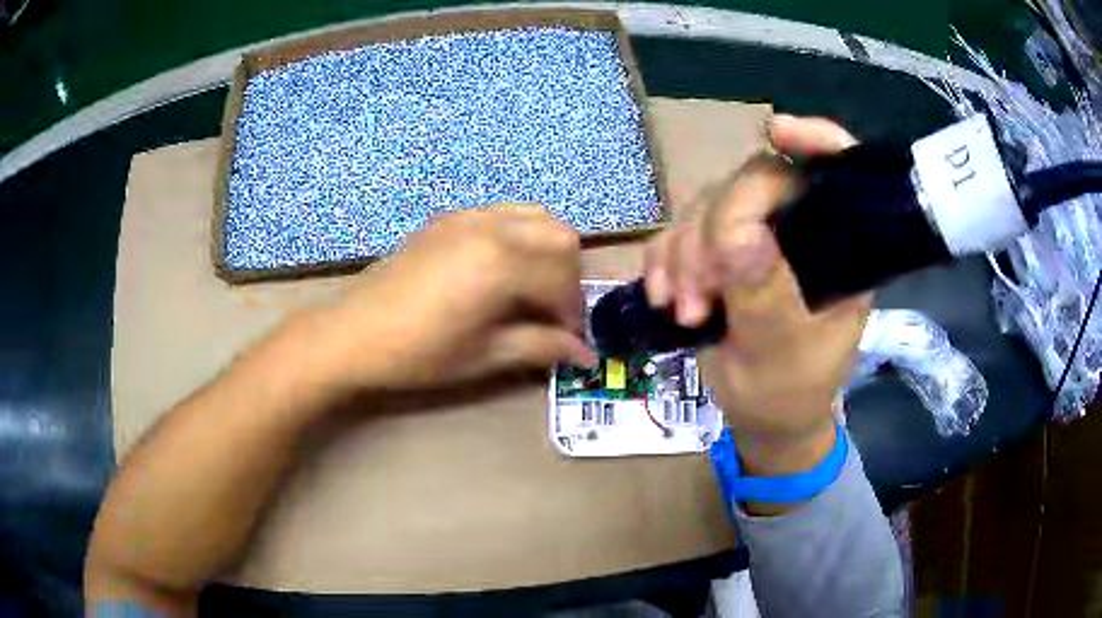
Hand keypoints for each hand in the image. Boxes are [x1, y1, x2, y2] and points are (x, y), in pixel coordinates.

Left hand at [320, 206, 596, 393]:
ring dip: (547, 250)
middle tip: (552, 312)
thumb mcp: (485, 356)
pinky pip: (502, 215)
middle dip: (568, 275)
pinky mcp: (447, 219)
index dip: (573, 313)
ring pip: (535, 216)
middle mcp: (492, 228)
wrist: (353, 334)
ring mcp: (467, 217)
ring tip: (531, 287)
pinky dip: (518, 236)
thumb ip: (541, 347)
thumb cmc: (419, 354)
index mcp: (502, 263)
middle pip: (561, 236)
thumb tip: (586, 354)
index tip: (568, 340)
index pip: (563, 279)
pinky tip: (498, 271)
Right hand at [642, 115, 870, 475]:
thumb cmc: (788, 394)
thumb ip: (765, 298)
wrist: (762, 419)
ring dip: (684, 254)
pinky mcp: (719, 253)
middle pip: (754, 184)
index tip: (777, 131)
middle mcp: (799, 231)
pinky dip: (665, 261)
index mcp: (839, 250)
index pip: (838, 173)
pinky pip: (680, 232)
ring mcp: (756, 238)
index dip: (815, 141)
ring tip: (684, 309)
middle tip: (699, 296)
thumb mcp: (781, 357)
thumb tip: (738, 236)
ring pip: (709, 206)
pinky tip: (665, 297)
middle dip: (716, 232)